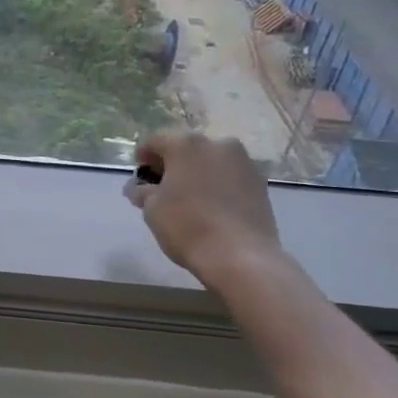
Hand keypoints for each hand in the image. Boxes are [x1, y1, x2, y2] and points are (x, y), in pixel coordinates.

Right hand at [124, 132, 283, 288]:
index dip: (142, 158)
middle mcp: (217, 144)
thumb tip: (138, 187)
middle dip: (171, 165)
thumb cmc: (187, 226)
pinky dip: (217, 184)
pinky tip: (211, 207)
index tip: (139, 179)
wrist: (240, 255)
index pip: (154, 142)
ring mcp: (243, 161)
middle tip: (161, 189)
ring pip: (210, 161)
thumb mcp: (152, 209)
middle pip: (185, 148)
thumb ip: (142, 191)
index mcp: (186, 145)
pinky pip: (229, 176)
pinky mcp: (260, 181)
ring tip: (189, 200)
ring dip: (196, 174)